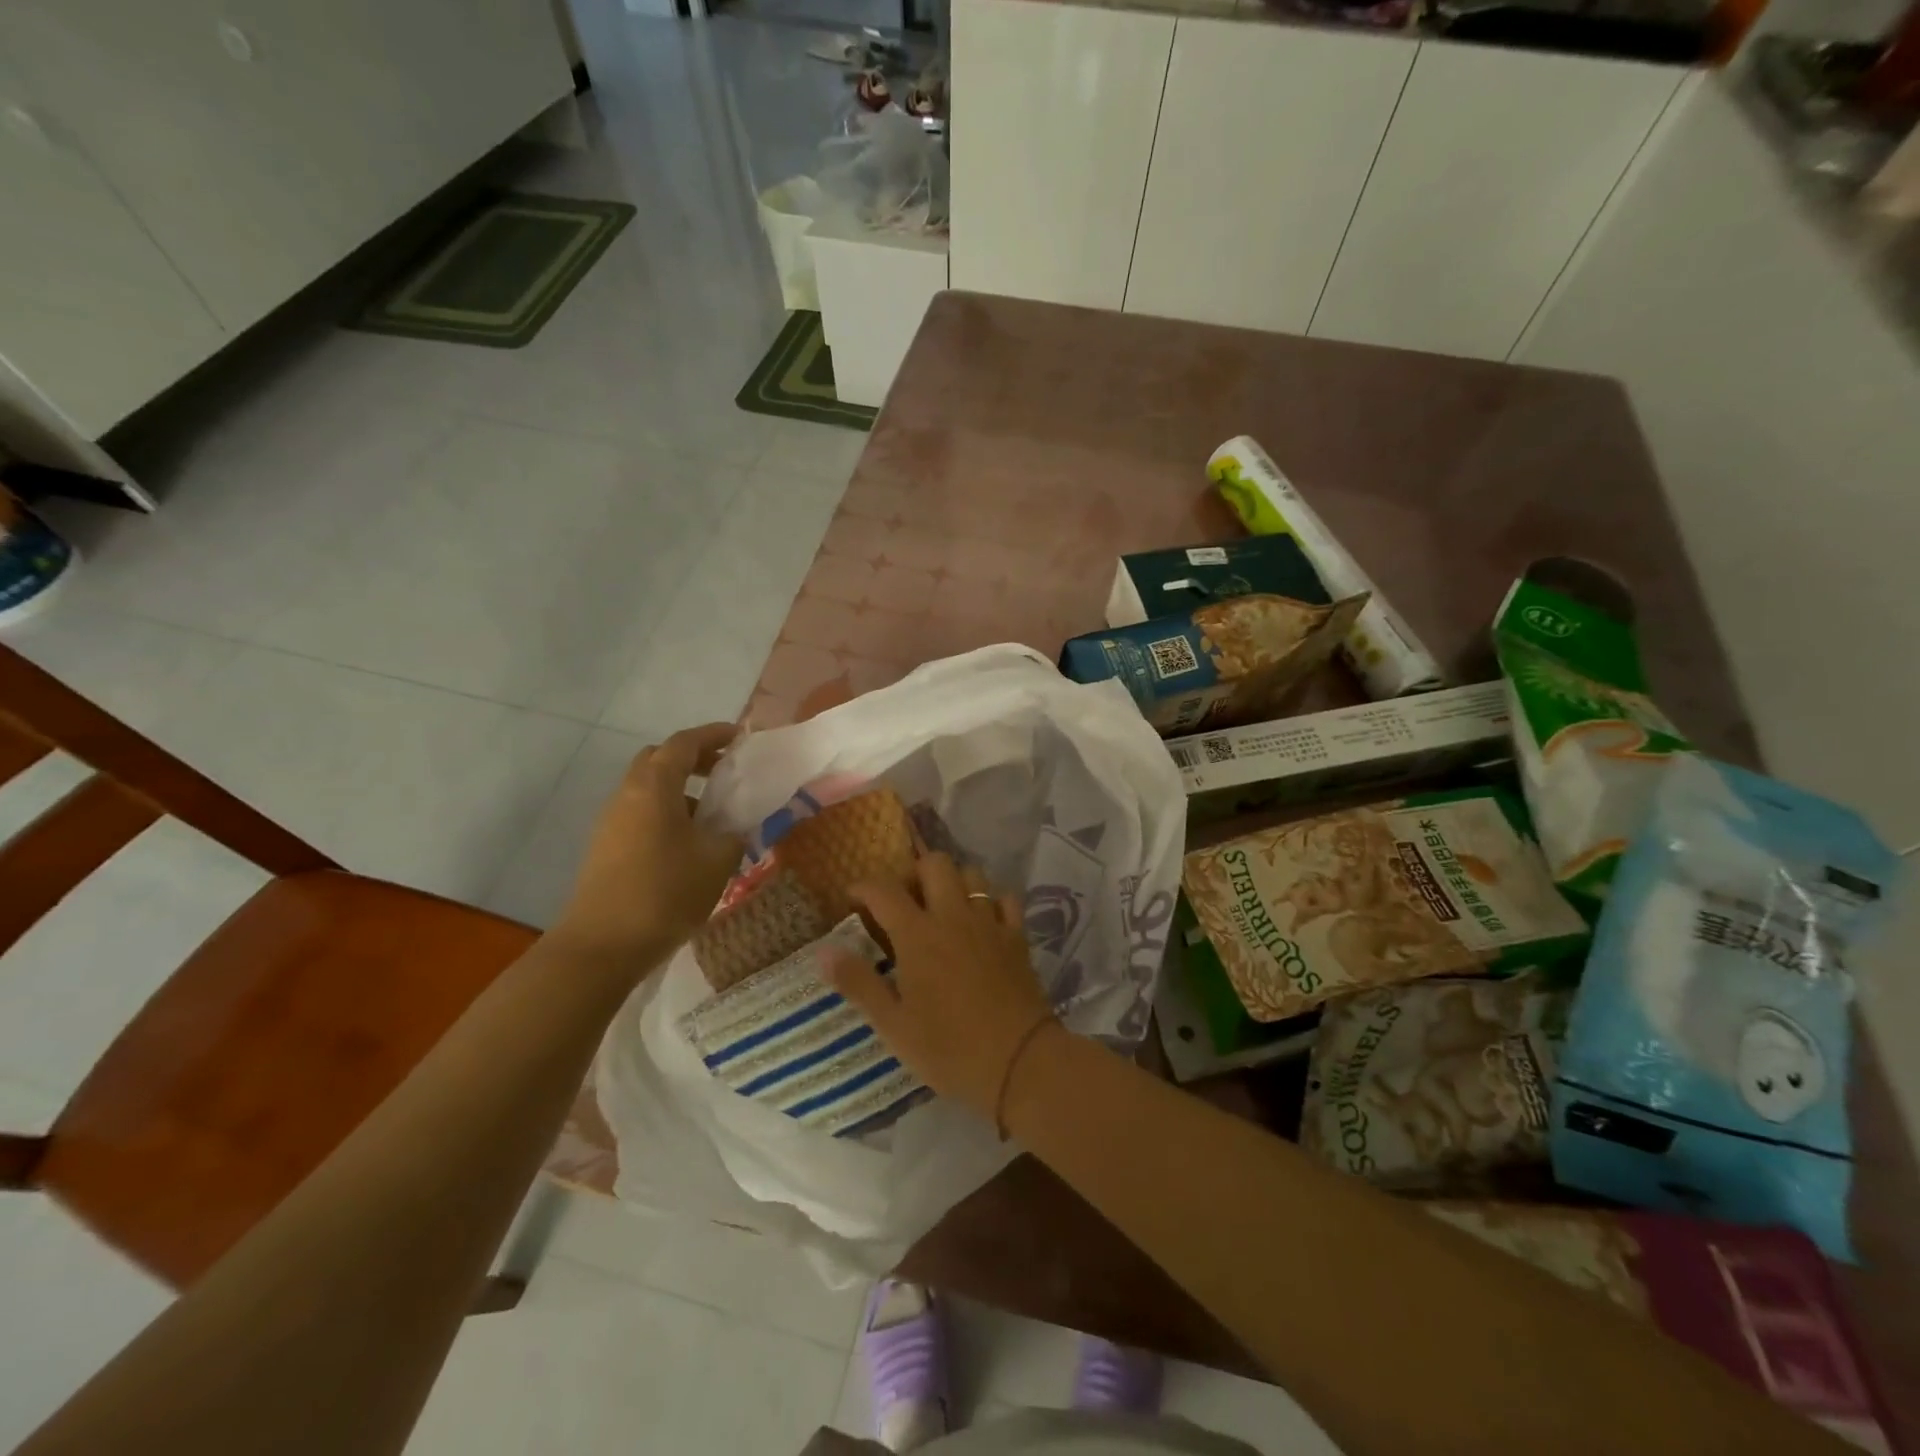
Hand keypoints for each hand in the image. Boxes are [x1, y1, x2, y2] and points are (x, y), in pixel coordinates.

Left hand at [553, 723, 743, 965]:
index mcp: (655, 786)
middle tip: (724, 773)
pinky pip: (640, 813)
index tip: (739, 736)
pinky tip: (688, 844)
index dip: (713, 735)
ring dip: (680, 790)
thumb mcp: (717, 861)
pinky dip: (666, 813)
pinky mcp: (605, 846)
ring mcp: (611, 821)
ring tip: (712, 816)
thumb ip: (734, 834)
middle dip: (693, 758)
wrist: (602, 946)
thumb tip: (736, 827)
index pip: (684, 743)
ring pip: (648, 788)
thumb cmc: (665, 893)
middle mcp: (628, 794)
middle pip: (659, 759)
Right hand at [825, 853, 1057, 1121]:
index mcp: (917, 934)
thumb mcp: (893, 1025)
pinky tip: (982, 921)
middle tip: (904, 902)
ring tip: (942, 908)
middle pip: (934, 864)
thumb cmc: (949, 1048)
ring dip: (953, 882)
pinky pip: (1005, 899)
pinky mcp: (1017, 936)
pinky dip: (991, 901)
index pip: (884, 890)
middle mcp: (953, 915)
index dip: (864, 887)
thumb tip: (823, 951)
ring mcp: (989, 922)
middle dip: (914, 872)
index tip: (853, 899)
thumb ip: (858, 983)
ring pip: (972, 874)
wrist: (1020, 1062)